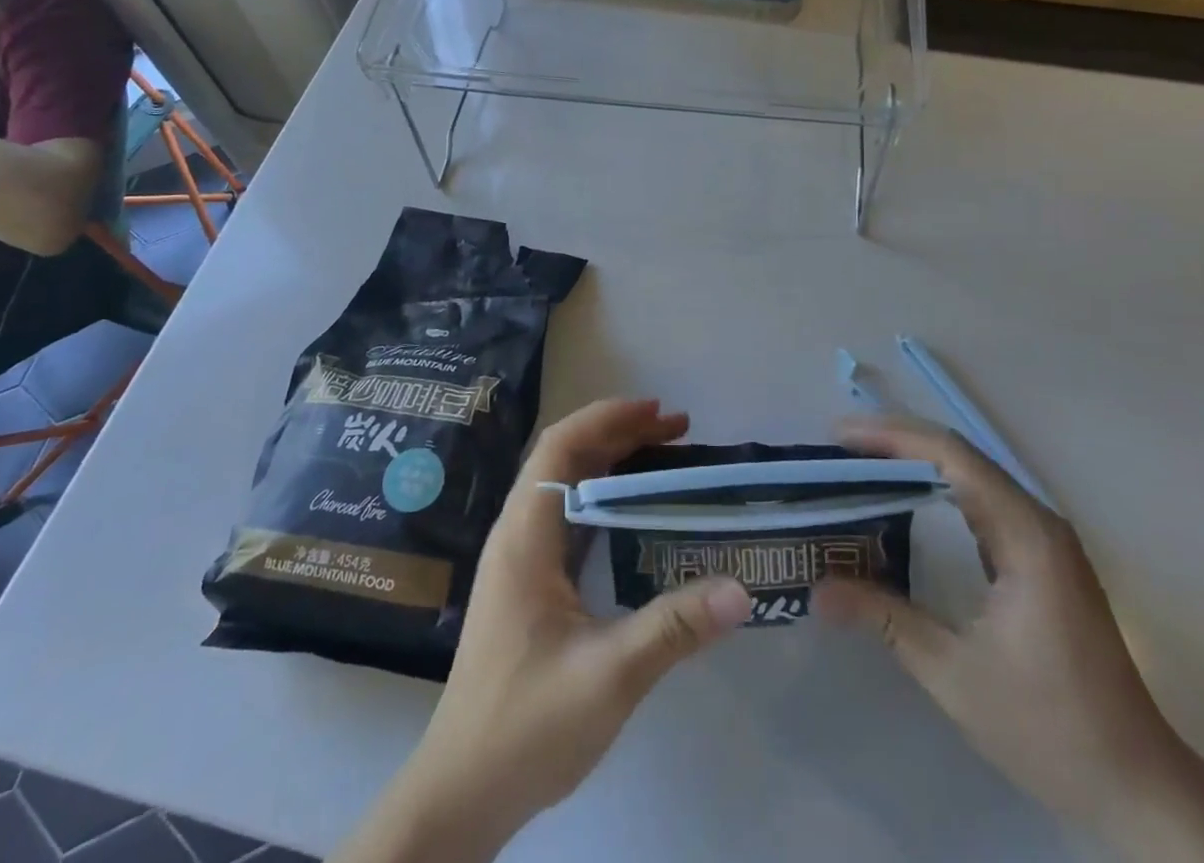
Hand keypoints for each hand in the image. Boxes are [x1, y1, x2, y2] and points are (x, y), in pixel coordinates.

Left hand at [340, 399, 750, 862]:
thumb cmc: (526, 726)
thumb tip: (742, 589)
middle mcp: (518, 533)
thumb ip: (674, 627)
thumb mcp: (609, 676)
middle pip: (565, 457)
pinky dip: (605, 498)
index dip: (607, 418)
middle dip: (619, 433)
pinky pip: (569, 517)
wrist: (462, 791)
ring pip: (567, 485)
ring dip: (612, 463)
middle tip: (677, 430)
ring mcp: (520, 558)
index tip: (658, 411)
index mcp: (525, 536)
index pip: (560, 447)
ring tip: (665, 457)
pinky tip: (637, 514)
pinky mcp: (528, 583)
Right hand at [815, 416, 1203, 862]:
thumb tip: (818, 589)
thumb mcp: (955, 675)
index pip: (950, 456)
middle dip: (894, 444)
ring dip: (914, 464)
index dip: (890, 437)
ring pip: (970, 475)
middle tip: (837, 452)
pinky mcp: (1041, 559)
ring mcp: (1043, 539)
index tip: (837, 439)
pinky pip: (980, 502)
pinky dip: (935, 491)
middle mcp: (1037, 521)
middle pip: (958, 456)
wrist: (1141, 790)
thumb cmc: (1051, 729)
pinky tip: (903, 506)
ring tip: (858, 468)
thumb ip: (885, 619)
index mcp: (1025, 535)